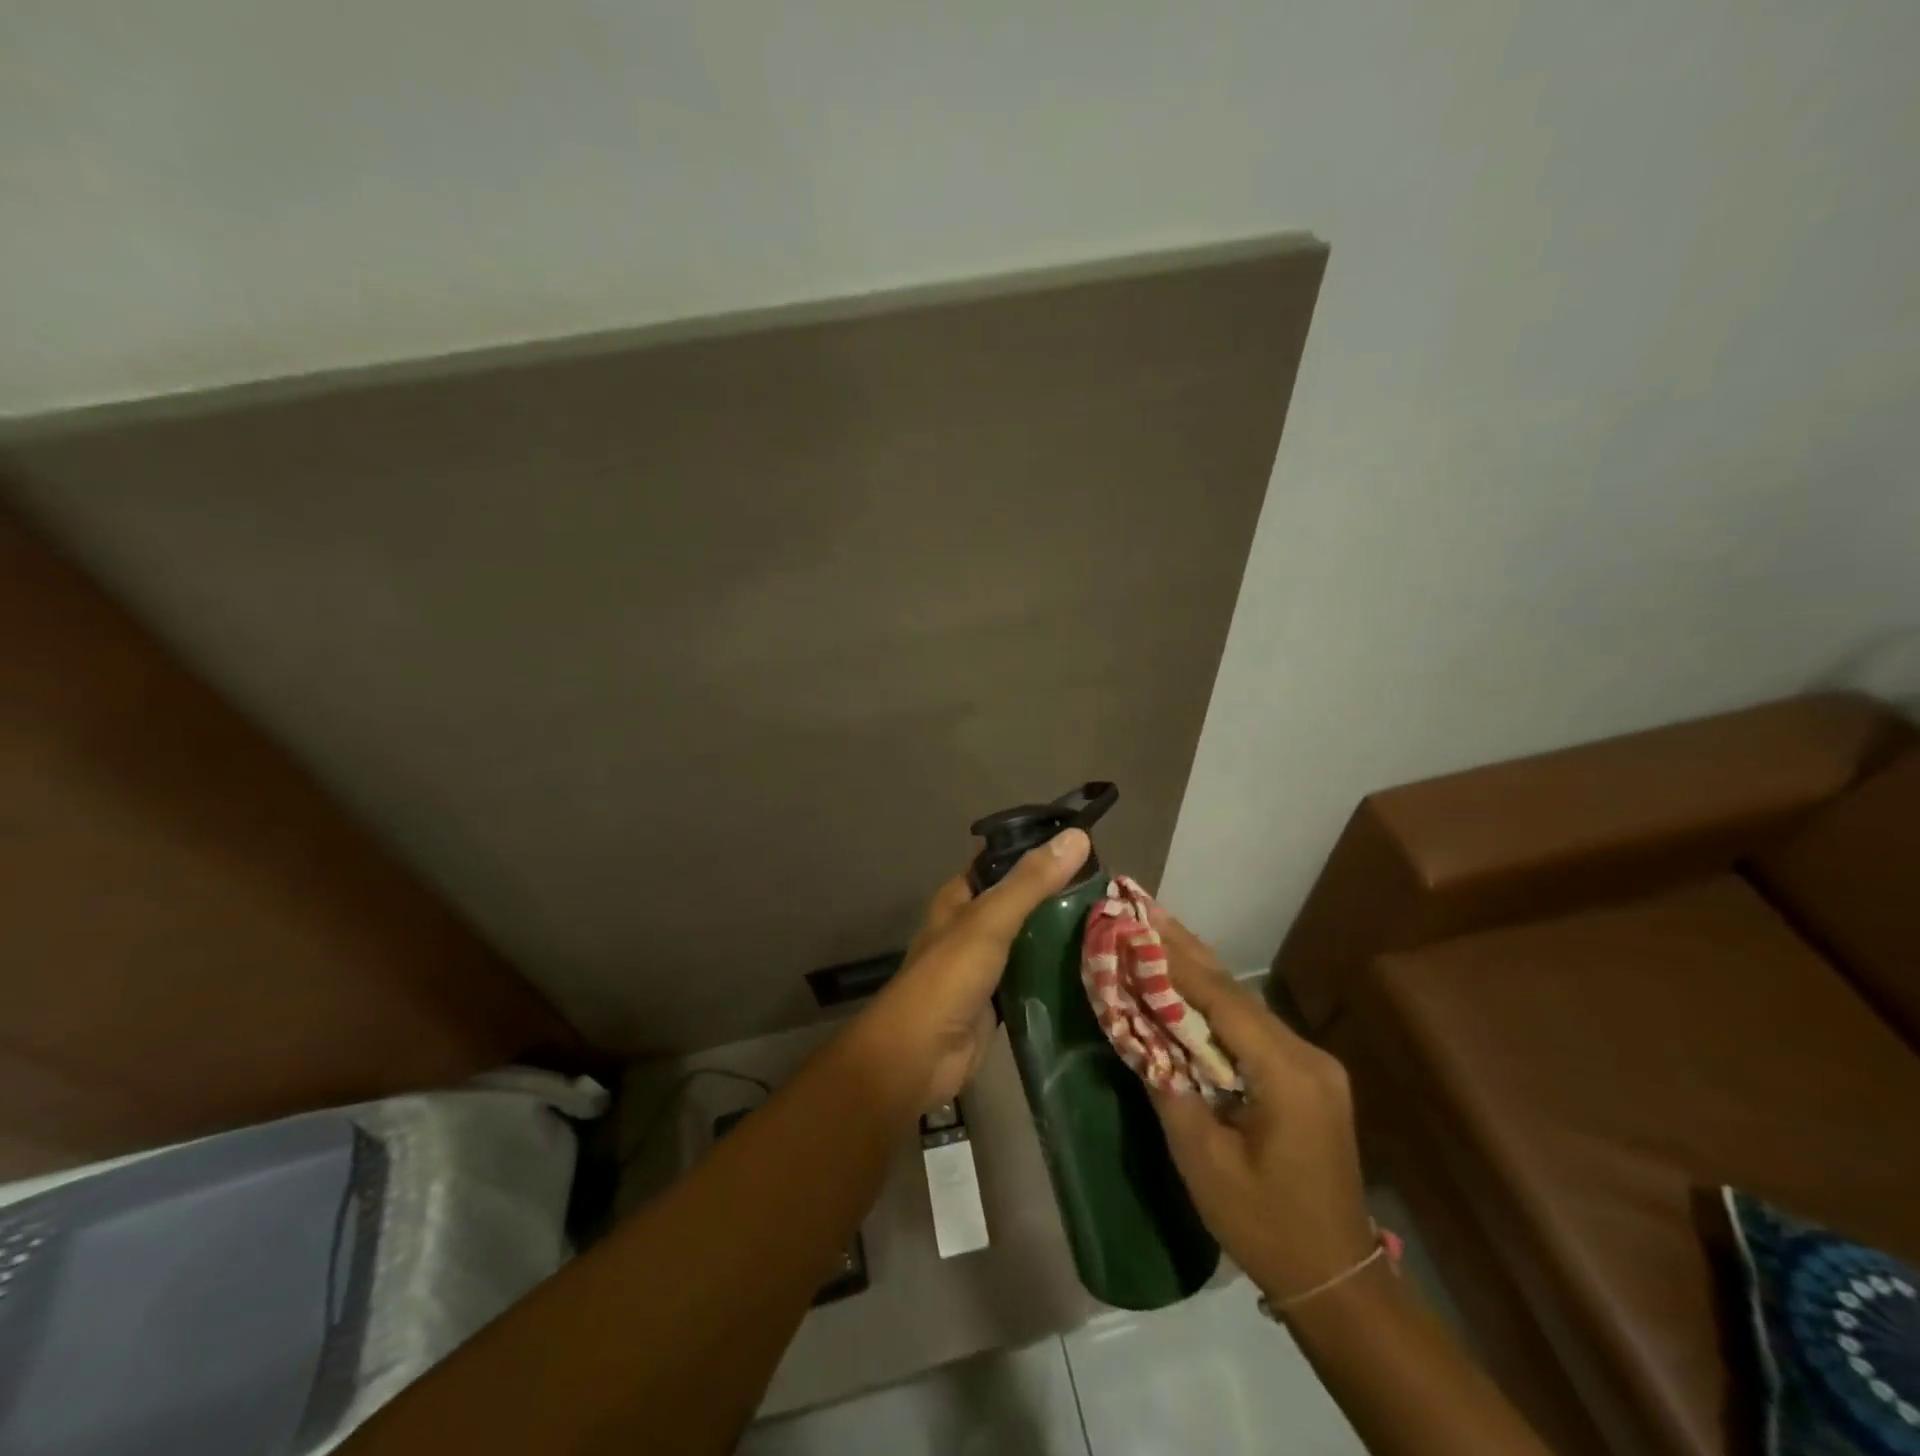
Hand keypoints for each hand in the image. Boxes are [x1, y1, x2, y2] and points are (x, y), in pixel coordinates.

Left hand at [853, 828, 1090, 1108]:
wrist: (919, 1057)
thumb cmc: (947, 978)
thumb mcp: (989, 921)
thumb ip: (1031, 882)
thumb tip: (1078, 836)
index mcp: (960, 897)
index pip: (999, 859)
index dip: (1035, 848)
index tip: (1083, 845)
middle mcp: (971, 926)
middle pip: (1020, 900)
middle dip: (1057, 893)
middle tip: (1109, 888)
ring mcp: (985, 965)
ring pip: (1029, 939)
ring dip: (1060, 933)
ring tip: (1110, 920)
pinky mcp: (999, 1000)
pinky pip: (1033, 976)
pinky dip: (1056, 971)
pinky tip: (1092, 965)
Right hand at [1146, 910, 1377, 1306]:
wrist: (1336, 1280)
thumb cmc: (1265, 1225)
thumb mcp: (1204, 1162)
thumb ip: (1169, 1089)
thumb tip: (1137, 1034)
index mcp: (1287, 1074)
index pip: (1221, 1000)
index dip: (1174, 961)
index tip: (1137, 924)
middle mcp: (1307, 1055)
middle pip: (1235, 991)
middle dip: (1185, 949)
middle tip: (1144, 907)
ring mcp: (1313, 1064)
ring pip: (1245, 1004)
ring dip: (1199, 972)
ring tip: (1158, 932)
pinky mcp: (1308, 1076)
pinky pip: (1253, 1027)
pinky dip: (1216, 1004)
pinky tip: (1189, 985)